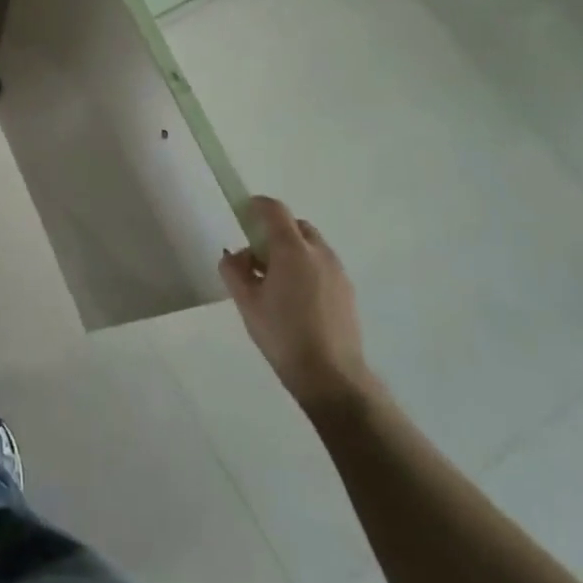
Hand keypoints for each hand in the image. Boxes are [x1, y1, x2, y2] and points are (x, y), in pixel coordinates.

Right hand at [219, 196, 373, 412]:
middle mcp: (319, 253)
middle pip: (295, 226)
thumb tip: (235, 256)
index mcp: (292, 250)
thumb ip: (234, 270)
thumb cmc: (283, 334)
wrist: (332, 377)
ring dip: (291, 251)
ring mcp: (338, 272)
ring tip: (275, 283)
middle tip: (257, 258)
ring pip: (311, 246)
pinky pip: (322, 266)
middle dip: (275, 232)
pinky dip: (306, 269)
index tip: (242, 214)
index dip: (256, 205)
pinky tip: (295, 300)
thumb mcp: (246, 302)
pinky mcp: (348, 292)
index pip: (274, 210)